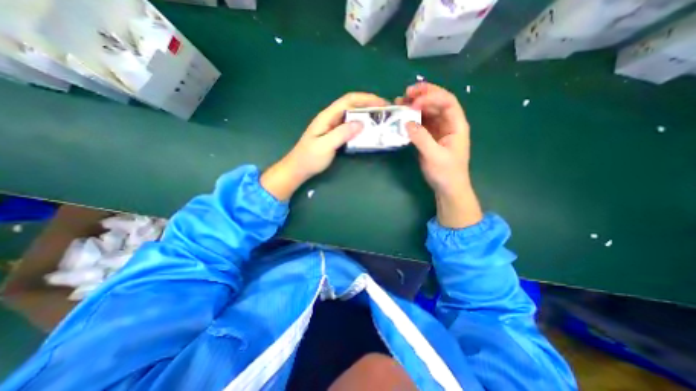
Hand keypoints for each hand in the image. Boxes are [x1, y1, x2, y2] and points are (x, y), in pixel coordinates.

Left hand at [263, 91, 390, 200]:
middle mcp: (330, 118)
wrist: (298, 168)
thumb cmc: (310, 158)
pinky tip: (367, 131)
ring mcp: (332, 126)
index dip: (366, 99)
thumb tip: (361, 123)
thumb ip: (341, 134)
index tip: (382, 103)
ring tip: (380, 119)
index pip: (348, 100)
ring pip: (351, 115)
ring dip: (366, 115)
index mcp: (327, 117)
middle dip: (368, 105)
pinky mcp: (334, 135)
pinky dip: (360, 126)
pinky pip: (349, 126)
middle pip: (351, 105)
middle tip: (385, 111)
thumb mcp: (325, 146)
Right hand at [397, 82, 484, 229]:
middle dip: (423, 95)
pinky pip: (421, 123)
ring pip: (428, 111)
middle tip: (405, 93)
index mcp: (456, 125)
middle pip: (437, 102)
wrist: (447, 188)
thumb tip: (406, 123)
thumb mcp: (434, 156)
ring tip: (400, 102)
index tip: (414, 102)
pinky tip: (403, 117)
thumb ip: (421, 138)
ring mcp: (438, 130)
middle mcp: (448, 124)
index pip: (447, 102)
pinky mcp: (429, 137)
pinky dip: (412, 118)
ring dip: (415, 105)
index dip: (431, 97)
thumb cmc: (446, 173)